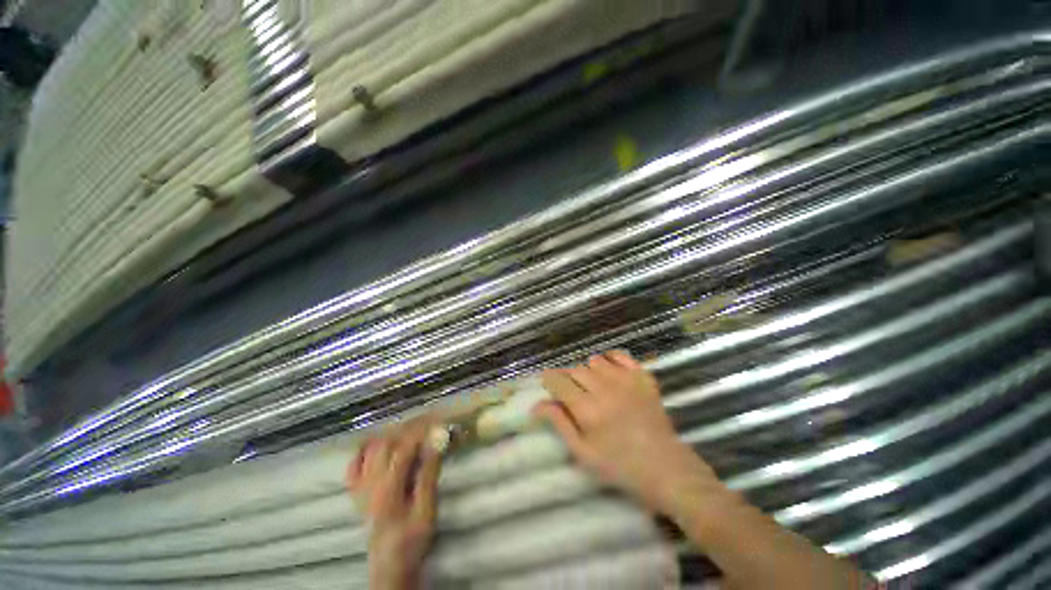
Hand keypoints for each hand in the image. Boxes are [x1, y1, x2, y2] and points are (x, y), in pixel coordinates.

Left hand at [346, 418, 441, 589]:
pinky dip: (364, 450)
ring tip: (409, 430)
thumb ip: (429, 474)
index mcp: (388, 487)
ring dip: (390, 434)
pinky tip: (378, 444)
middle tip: (427, 423)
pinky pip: (354, 465)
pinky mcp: (356, 493)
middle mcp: (370, 482)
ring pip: (370, 449)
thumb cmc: (412, 538)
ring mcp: (360, 487)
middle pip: (386, 442)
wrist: (390, 565)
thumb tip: (436, 441)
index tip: (437, 422)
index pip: (404, 447)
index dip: (421, 431)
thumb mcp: (427, 509)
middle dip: (408, 428)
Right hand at [533, 350, 722, 516]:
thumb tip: (536, 405)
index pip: (559, 382)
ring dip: (588, 370)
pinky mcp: (643, 377)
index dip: (549, 379)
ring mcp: (626, 380)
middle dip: (567, 378)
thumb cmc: (620, 466)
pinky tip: (609, 371)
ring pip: (595, 360)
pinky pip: (620, 355)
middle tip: (571, 393)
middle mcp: (604, 388)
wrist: (666, 468)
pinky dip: (610, 359)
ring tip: (592, 386)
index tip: (547, 382)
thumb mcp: (583, 453)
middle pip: (575, 370)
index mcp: (587, 409)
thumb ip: (560, 423)